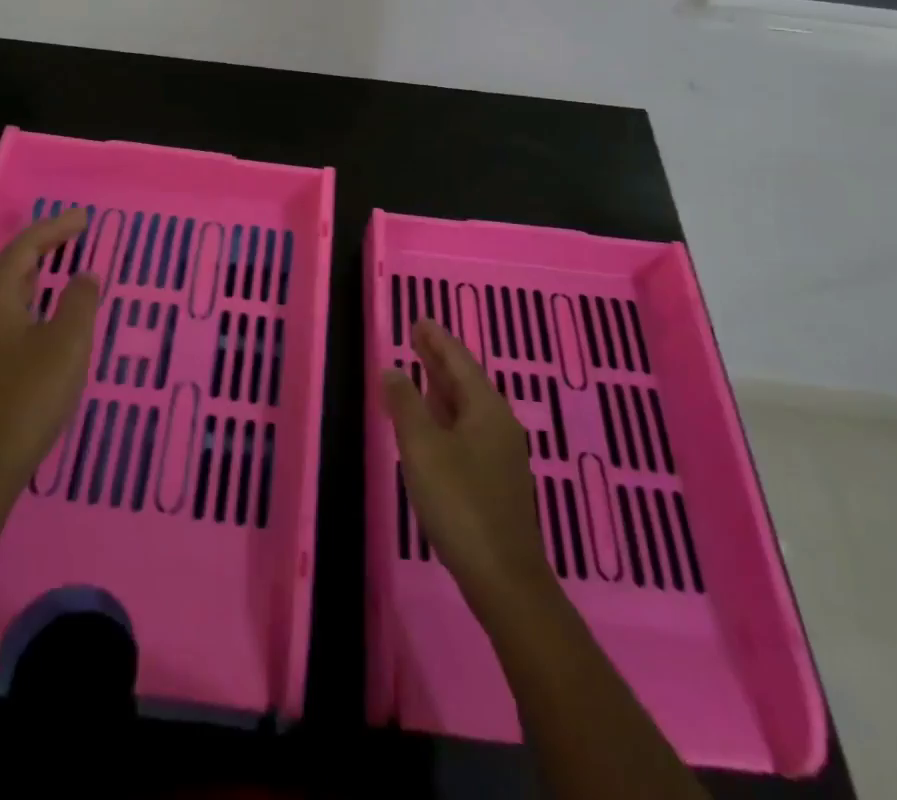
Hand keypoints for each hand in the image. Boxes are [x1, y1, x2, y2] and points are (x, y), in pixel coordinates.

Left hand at [0, 208, 100, 528]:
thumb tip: (84, 275)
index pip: (24, 248)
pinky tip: (46, 312)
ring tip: (64, 263)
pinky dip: (31, 299)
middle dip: (44, 246)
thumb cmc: (27, 399)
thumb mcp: (66, 345)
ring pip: (8, 292)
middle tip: (76, 234)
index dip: (55, 228)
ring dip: (36, 273)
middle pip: (11, 266)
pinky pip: (7, 314)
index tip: (85, 219)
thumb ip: (79, 302)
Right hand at [382, 319, 555, 617]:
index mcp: (486, 409)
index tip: (421, 320)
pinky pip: (468, 428)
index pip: (459, 361)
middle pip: (466, 381)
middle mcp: (499, 424)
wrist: (503, 578)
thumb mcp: (423, 448)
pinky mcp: (496, 479)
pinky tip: (434, 423)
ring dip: (443, 387)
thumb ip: (405, 405)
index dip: (437, 340)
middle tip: (418, 336)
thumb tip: (393, 369)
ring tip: (422, 371)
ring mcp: (501, 454)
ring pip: (468, 406)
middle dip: (440, 359)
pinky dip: (447, 413)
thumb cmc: (460, 502)